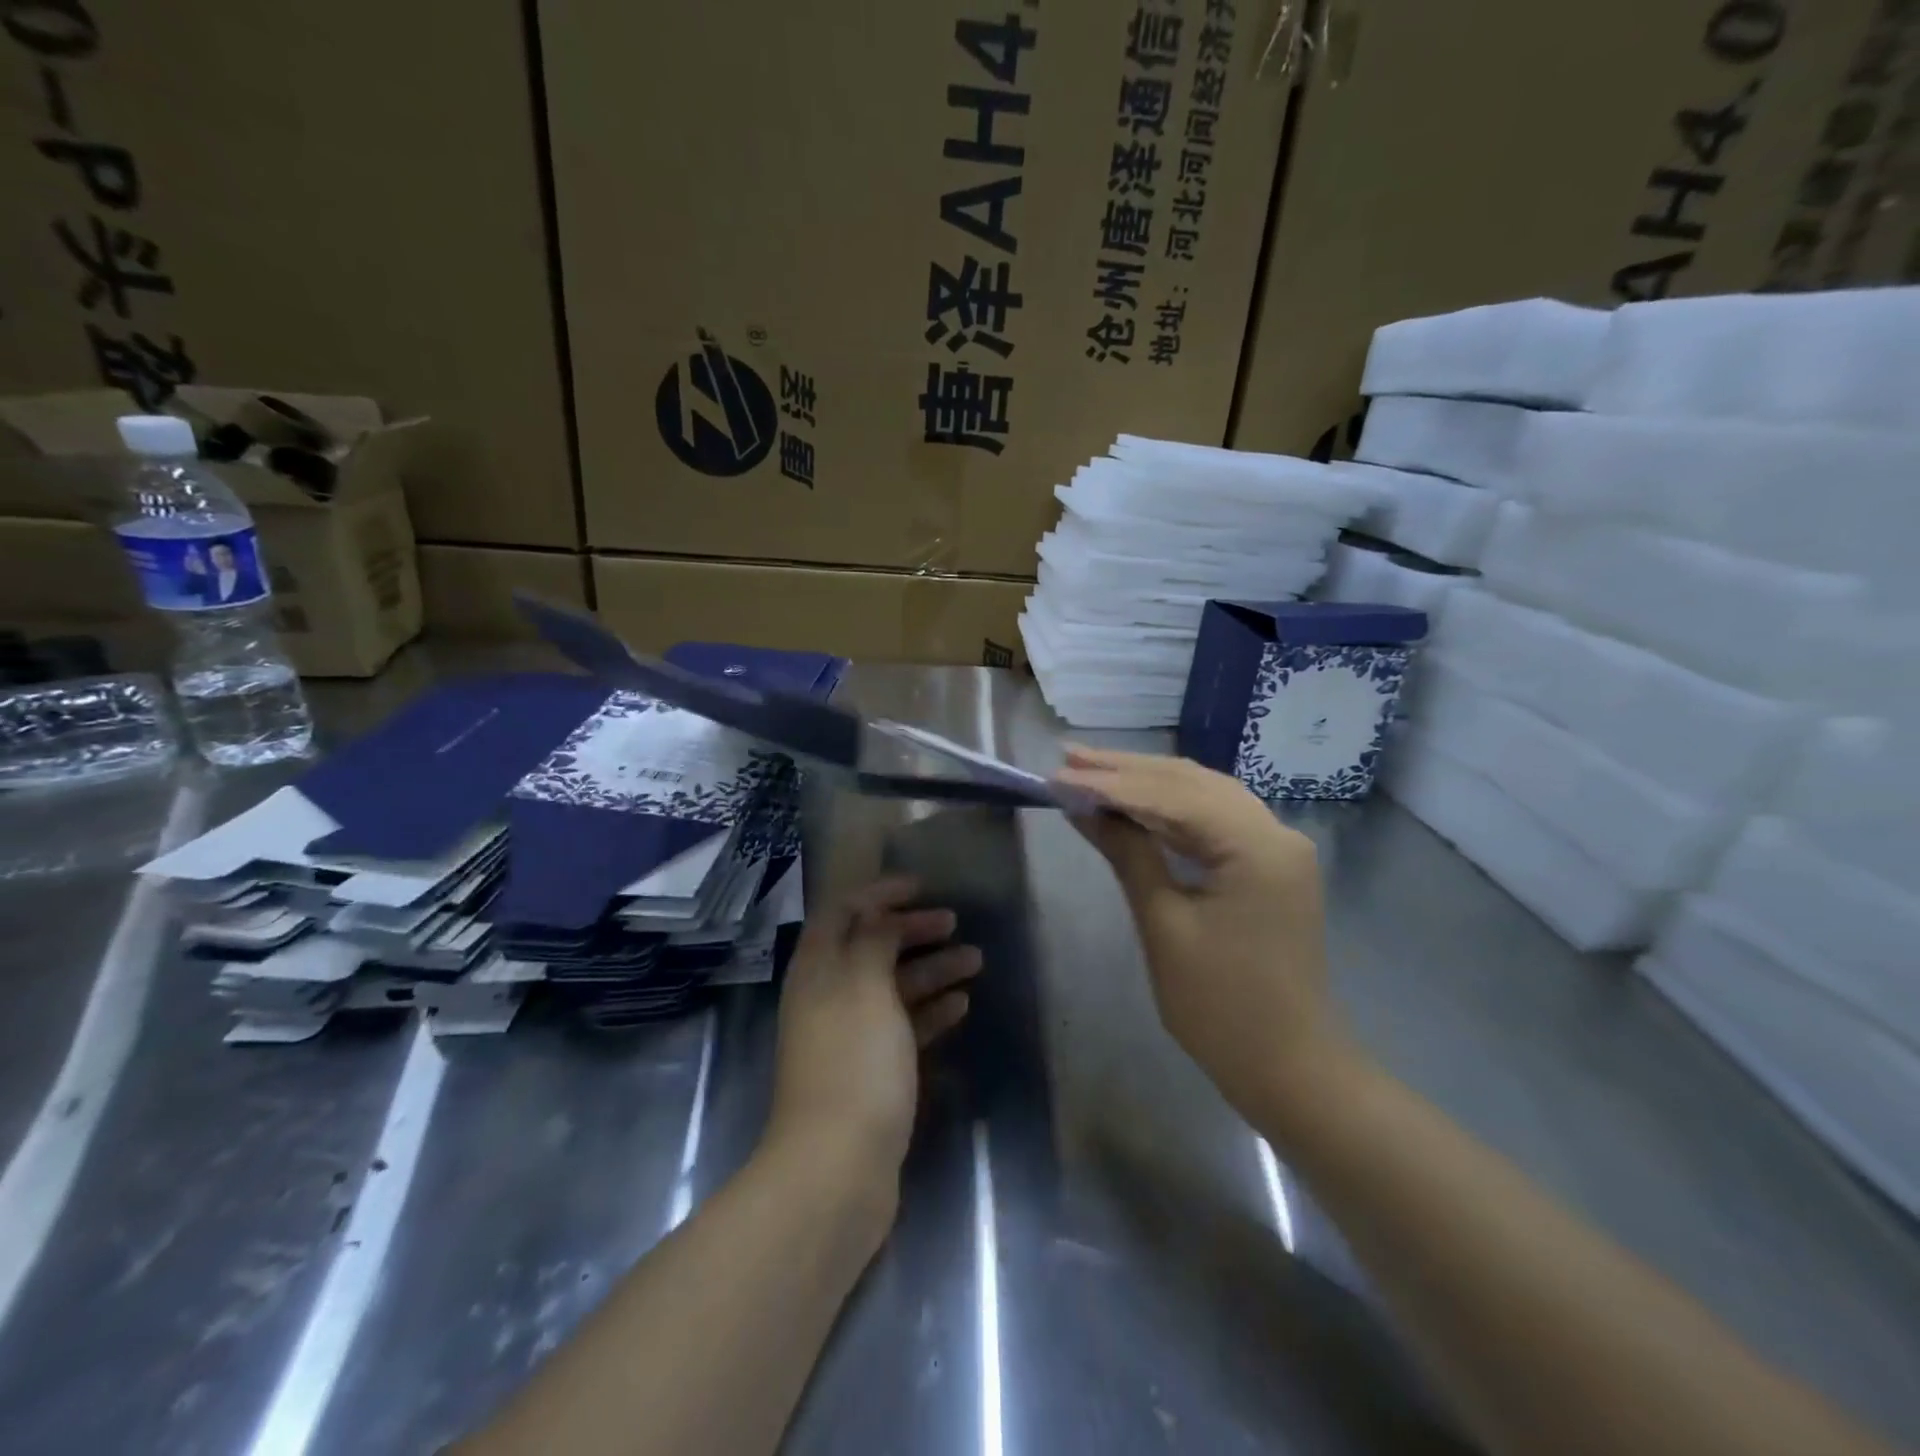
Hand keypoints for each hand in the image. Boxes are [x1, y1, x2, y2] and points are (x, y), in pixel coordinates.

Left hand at [767, 878, 981, 1196]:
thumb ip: (874, 940)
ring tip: (976, 961)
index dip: (880, 893)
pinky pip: (902, 1026)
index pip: (844, 912)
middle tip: (955, 922)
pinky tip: (960, 1005)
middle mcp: (828, 996)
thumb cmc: (854, 1062)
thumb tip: (881, 915)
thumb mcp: (864, 985)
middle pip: (870, 947)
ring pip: (892, 987)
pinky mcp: (870, 1072)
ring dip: (931, 969)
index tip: (922, 886)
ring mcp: (849, 1037)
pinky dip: (929, 1010)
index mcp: (818, 969)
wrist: (837, 1168)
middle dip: (911, 929)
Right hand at [1056, 747, 1348, 1123]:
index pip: (1172, 795)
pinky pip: (1215, 821)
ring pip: (1204, 795)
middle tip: (1069, 758)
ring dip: (1147, 783)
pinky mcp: (1269, 865)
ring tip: (1091, 770)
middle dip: (1127, 770)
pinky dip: (1171, 810)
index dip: (1110, 784)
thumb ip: (1128, 854)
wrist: (1290, 1067)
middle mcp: (1276, 832)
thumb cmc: (1221, 1007)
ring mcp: (1277, 846)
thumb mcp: (1164, 926)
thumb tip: (1084, 807)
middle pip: (1192, 782)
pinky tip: (1135, 803)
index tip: (1058, 776)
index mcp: (1257, 846)